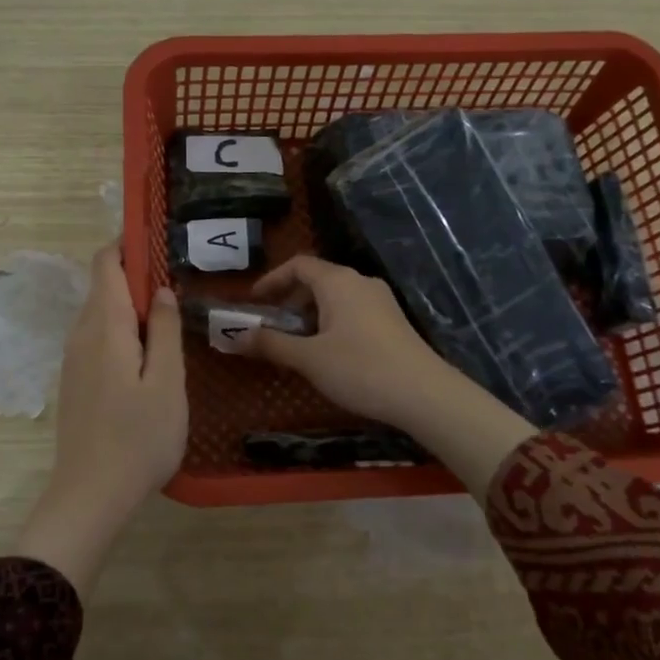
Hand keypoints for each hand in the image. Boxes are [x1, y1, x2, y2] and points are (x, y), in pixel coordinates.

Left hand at [16, 244, 185, 595]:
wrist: (90, 496)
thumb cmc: (138, 438)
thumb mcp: (166, 382)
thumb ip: (164, 330)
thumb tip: (160, 290)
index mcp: (104, 326)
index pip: (106, 263)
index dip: (128, 243)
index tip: (159, 239)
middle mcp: (81, 334)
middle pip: (104, 286)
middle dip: (137, 276)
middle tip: (179, 286)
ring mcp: (74, 360)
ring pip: (101, 314)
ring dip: (132, 307)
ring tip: (171, 320)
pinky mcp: (75, 382)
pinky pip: (98, 339)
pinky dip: (123, 331)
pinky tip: (148, 356)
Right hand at [236, 255, 533, 493]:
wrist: (424, 394)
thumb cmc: (360, 369)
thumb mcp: (308, 359)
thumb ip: (271, 344)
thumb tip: (235, 337)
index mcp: (337, 282)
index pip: (298, 265)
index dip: (271, 280)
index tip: (253, 302)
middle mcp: (360, 282)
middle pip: (317, 279)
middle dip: (289, 300)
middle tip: (271, 326)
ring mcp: (380, 300)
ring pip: (335, 297)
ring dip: (310, 314)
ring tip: (297, 344)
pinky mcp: (392, 321)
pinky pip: (352, 310)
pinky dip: (331, 322)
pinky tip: (328, 353)